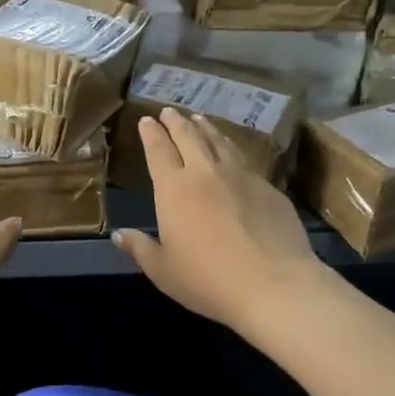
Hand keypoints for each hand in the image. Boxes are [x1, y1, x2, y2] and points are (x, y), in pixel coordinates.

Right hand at [113, 108, 327, 332]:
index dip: (151, 134)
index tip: (146, 121)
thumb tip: (120, 235)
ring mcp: (241, 176)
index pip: (158, 151)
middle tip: (169, 111)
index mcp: (174, 189)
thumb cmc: (208, 280)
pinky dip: (231, 148)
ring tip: (199, 119)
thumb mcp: (164, 271)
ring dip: (206, 128)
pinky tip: (232, 152)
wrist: (274, 284)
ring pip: (219, 142)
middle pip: (188, 137)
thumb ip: (141, 249)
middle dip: (176, 122)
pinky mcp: (268, 187)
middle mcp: (206, 173)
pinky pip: (244, 159)